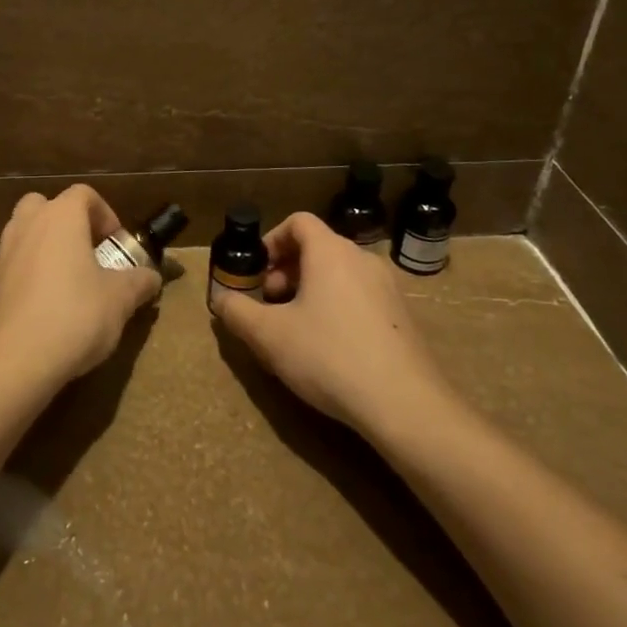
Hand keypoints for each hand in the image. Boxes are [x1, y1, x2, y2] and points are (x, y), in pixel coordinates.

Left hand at [0, 185, 160, 390]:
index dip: (104, 213)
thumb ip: (139, 282)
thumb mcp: (119, 300)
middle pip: (45, 205)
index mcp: (60, 218)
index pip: (83, 194)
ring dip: (46, 248)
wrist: (13, 361)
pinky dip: (28, 275)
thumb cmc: (74, 316)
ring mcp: (1, 254)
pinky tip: (44, 309)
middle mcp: (26, 226)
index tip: (115, 243)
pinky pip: (13, 266)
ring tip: (68, 283)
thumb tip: (151, 277)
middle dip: (67, 223)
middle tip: (87, 253)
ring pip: (25, 234)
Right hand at [210, 211, 455, 435]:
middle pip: (318, 247)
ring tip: (296, 328)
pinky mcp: (403, 317)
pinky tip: (330, 348)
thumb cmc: (329, 356)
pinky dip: (337, 307)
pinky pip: (360, 297)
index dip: (271, 240)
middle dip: (287, 269)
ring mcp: (388, 288)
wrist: (406, 405)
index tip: (257, 271)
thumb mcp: (269, 336)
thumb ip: (237, 312)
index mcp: (331, 252)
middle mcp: (362, 259)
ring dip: (311, 290)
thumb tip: (221, 299)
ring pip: (340, 274)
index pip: (298, 222)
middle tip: (270, 303)